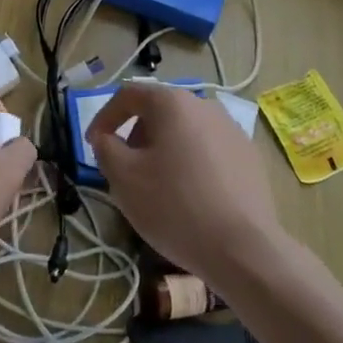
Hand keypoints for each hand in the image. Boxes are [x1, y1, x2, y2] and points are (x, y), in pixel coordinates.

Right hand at [87, 83, 284, 288]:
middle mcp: (205, 105)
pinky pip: (209, 151)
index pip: (129, 95)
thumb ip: (106, 149)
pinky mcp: (249, 156)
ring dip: (164, 151)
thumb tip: (107, 138)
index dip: (104, 117)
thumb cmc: (174, 206)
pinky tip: (190, 197)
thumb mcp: (124, 178)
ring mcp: (232, 130)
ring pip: (185, 132)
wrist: (243, 248)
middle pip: (159, 112)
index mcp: (173, 102)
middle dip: (136, 136)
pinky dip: (191, 164)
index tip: (94, 144)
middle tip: (125, 170)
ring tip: (157, 186)